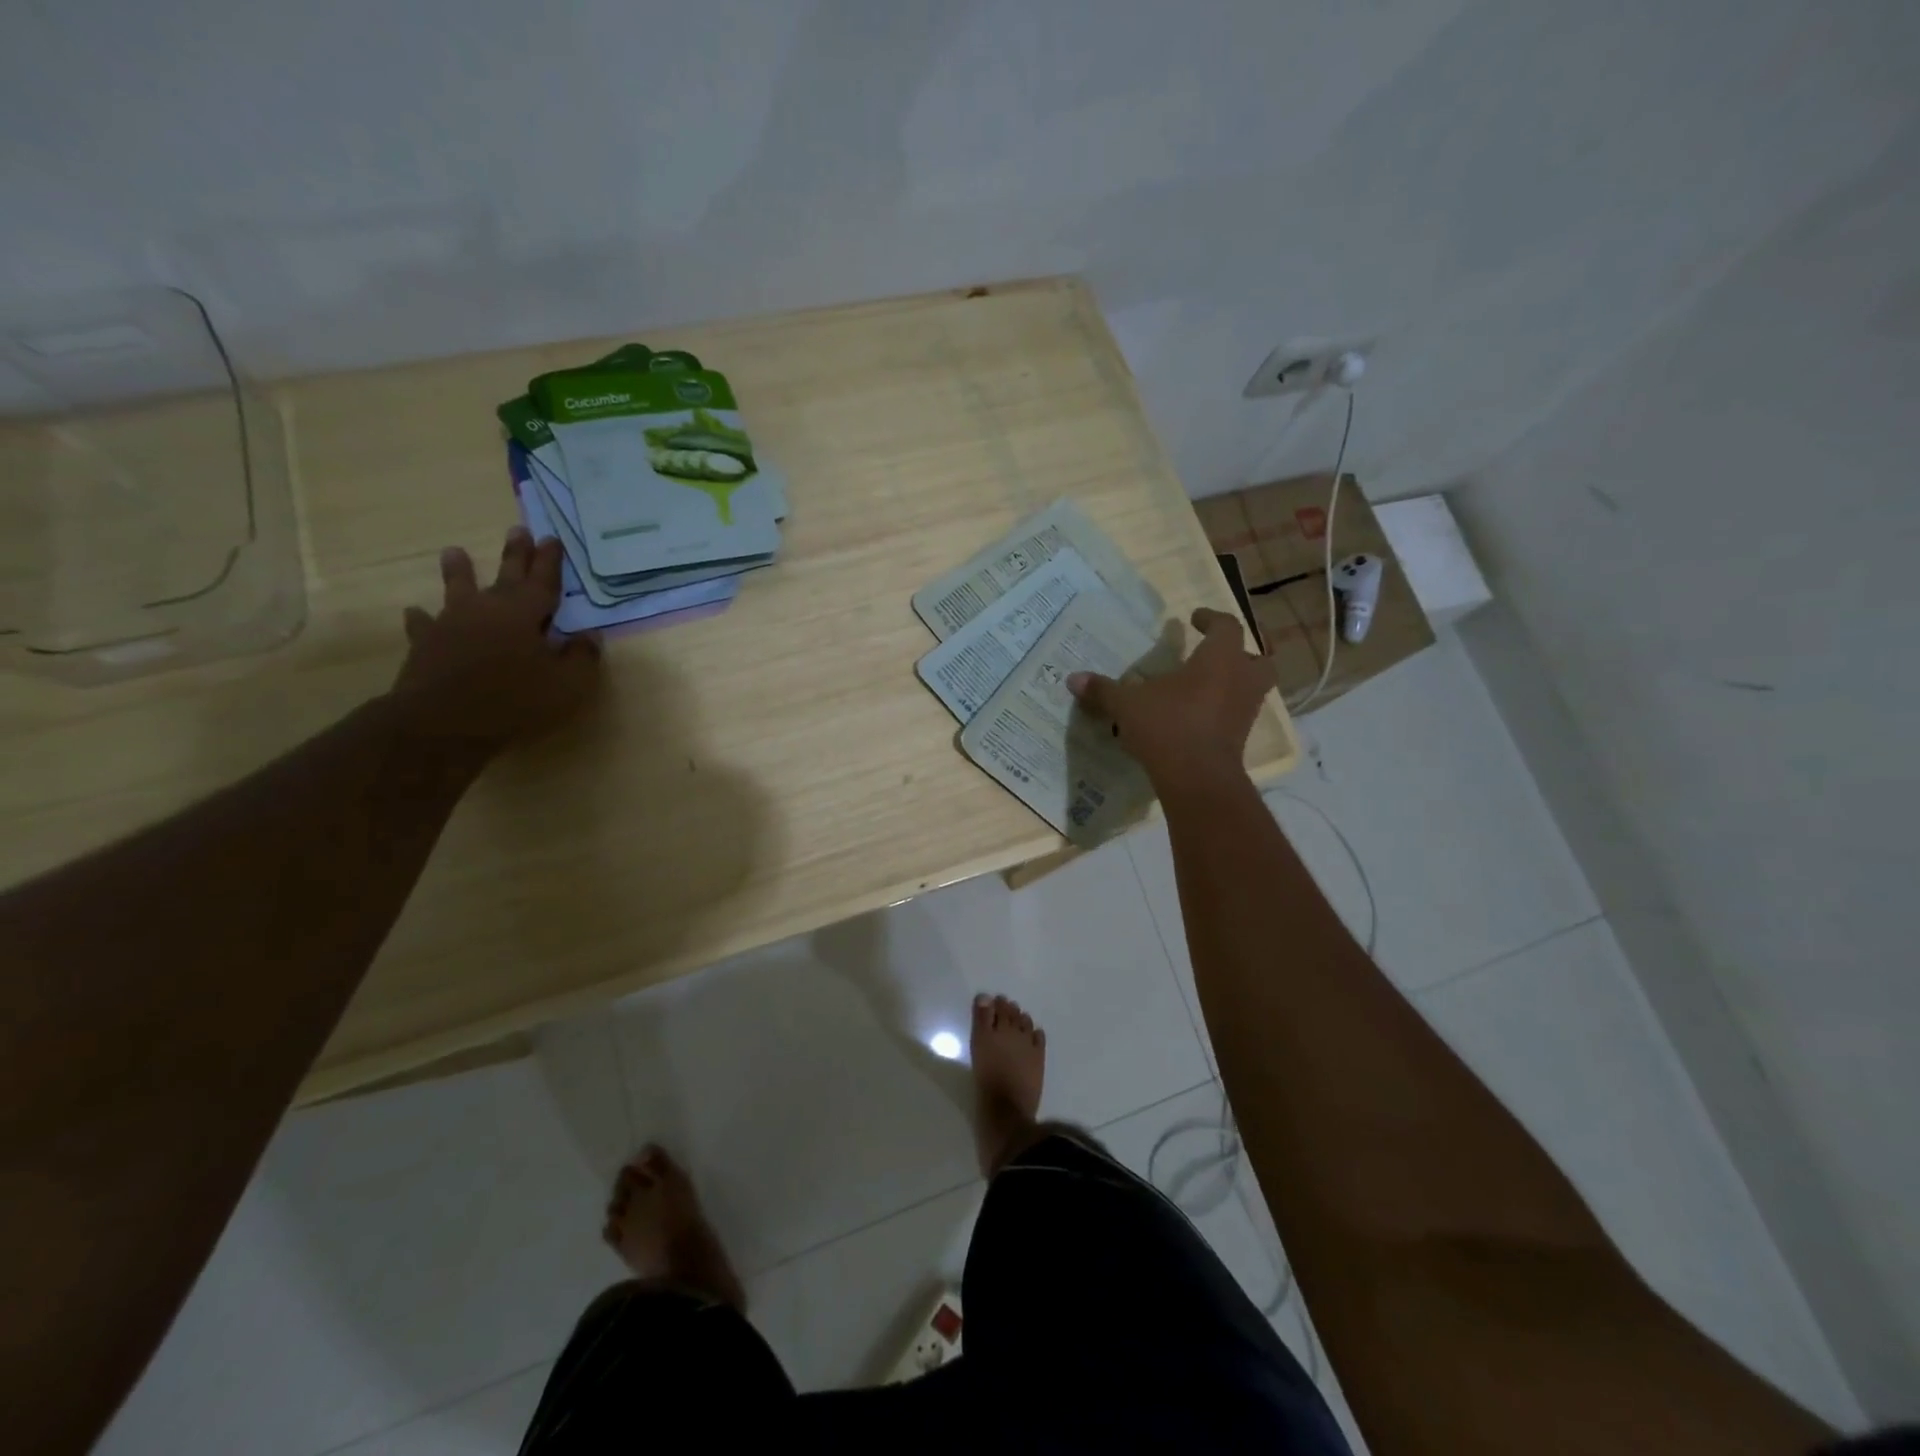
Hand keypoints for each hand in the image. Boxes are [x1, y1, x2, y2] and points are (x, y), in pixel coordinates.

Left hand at [389, 526, 601, 751]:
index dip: (550, 561)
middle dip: (515, 554)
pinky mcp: (426, 645)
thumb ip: (581, 657)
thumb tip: (589, 636)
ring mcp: (452, 624)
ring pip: (458, 590)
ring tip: (454, 551)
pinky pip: (424, 626)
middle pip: (506, 576)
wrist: (443, 722)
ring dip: (459, 571)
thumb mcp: (567, 684)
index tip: (552, 538)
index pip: (543, 581)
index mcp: (525, 613)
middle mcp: (488, 609)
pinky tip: (415, 612)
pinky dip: (421, 618)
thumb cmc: (514, 700)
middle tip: (518, 530)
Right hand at [1068, 607, 1269, 789]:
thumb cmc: (1167, 725)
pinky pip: (1238, 716)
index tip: (1193, 619)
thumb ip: (1103, 690)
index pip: (1227, 626)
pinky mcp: (1241, 738)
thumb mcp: (1127, 704)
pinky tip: (1197, 718)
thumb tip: (1073, 679)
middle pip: (1258, 658)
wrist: (1196, 777)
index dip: (1212, 619)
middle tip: (1214, 656)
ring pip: (1253, 688)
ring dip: (1234, 684)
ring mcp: (1246, 711)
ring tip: (1204, 688)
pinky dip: (1224, 712)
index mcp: (1219, 658)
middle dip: (1240, 654)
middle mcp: (1240, 680)